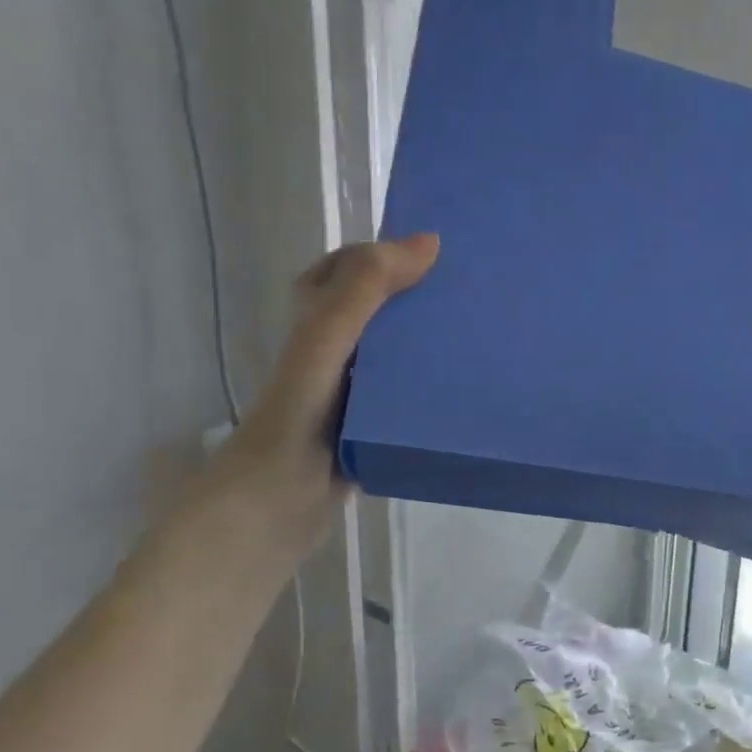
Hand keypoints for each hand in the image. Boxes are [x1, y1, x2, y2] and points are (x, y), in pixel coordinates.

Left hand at [196, 236, 438, 561]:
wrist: (274, 509)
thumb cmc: (295, 421)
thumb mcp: (325, 343)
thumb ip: (365, 292)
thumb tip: (429, 242)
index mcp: (315, 327)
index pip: (346, 271)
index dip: (384, 256)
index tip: (440, 256)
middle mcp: (332, 356)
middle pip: (376, 313)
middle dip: (416, 299)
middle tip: (469, 296)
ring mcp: (351, 398)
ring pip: (393, 359)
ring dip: (427, 347)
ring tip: (478, 339)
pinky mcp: (368, 434)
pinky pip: (403, 403)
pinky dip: (429, 394)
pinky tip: (463, 396)